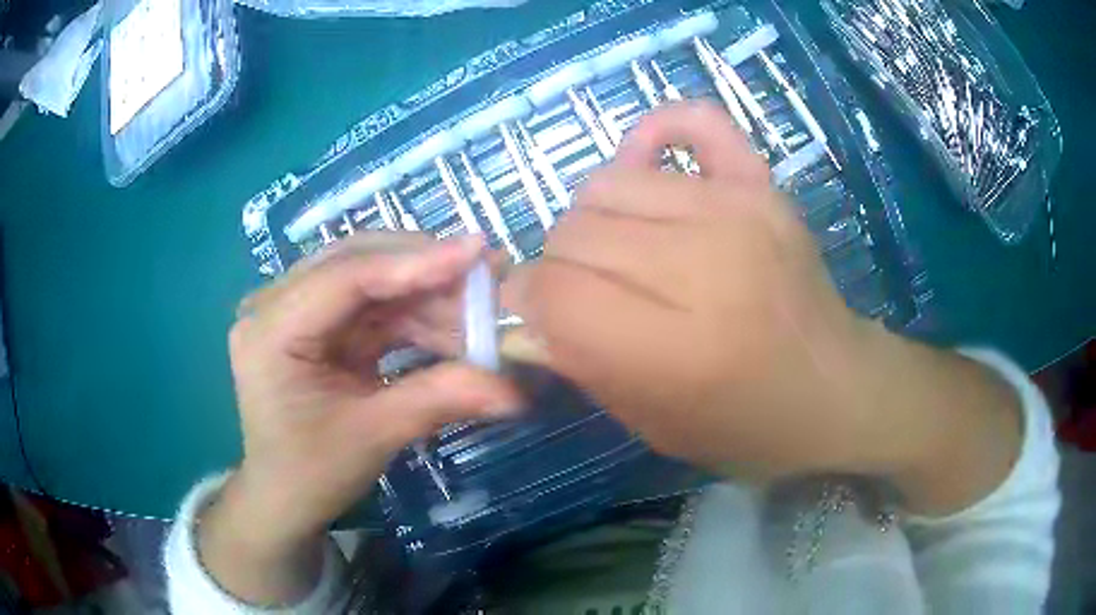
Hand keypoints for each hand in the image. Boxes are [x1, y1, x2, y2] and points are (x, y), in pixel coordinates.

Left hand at [201, 233, 518, 603]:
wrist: (283, 498)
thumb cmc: (311, 474)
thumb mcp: (373, 436)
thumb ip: (440, 399)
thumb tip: (517, 391)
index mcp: (269, 330)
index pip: (344, 277)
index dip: (414, 263)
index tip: (478, 252)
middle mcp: (274, 305)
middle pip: (357, 264)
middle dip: (426, 271)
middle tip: (490, 275)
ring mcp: (293, 311)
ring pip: (369, 280)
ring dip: (426, 295)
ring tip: (480, 310)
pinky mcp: (315, 325)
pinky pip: (370, 306)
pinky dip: (413, 316)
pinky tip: (452, 327)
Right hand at [506, 102, 1020, 511]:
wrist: (838, 392)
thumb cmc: (749, 427)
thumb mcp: (652, 424)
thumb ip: (579, 363)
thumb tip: (520, 311)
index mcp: (678, 348)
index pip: (554, 292)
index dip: (524, 303)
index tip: (531, 318)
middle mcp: (707, 264)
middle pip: (573, 231)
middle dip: (557, 269)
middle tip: (583, 296)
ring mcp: (739, 210)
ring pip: (606, 184)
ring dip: (594, 222)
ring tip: (621, 254)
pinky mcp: (762, 184)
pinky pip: (691, 121)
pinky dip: (654, 136)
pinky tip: (652, 174)